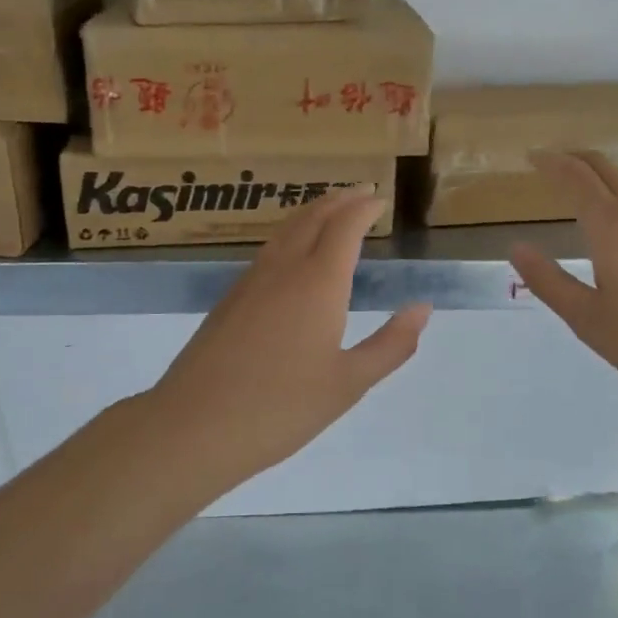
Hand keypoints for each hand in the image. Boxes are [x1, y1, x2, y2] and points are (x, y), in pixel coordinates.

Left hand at [148, 187, 430, 492]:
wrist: (194, 425)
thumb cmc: (281, 407)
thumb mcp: (349, 383)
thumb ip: (391, 344)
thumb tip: (422, 309)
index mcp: (319, 282)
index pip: (345, 226)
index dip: (364, 208)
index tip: (380, 200)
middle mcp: (284, 269)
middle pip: (313, 217)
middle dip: (339, 200)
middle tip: (361, 192)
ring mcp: (251, 281)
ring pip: (286, 230)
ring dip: (312, 213)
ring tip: (330, 211)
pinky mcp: (230, 299)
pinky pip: (268, 250)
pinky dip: (290, 235)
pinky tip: (292, 254)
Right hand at [509, 150, 617, 412]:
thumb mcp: (590, 320)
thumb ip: (550, 282)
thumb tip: (516, 248)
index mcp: (612, 229)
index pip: (576, 178)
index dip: (551, 162)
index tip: (530, 155)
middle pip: (606, 170)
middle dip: (575, 159)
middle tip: (548, 163)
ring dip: (598, 179)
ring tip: (573, 190)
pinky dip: (616, 199)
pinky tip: (612, 227)